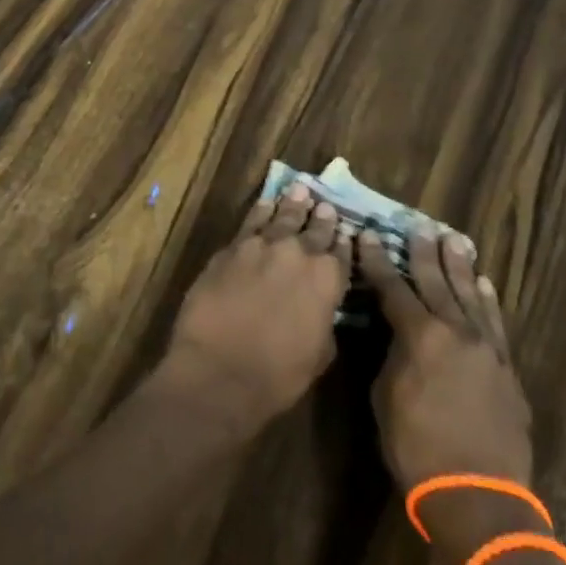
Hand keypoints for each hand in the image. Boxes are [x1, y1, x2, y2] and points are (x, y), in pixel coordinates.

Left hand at [158, 184, 350, 437]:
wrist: (219, 369)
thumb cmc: (277, 375)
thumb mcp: (319, 355)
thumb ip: (324, 322)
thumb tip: (321, 309)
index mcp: (327, 281)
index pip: (342, 255)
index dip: (344, 244)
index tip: (347, 231)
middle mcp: (298, 254)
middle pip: (314, 230)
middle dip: (321, 218)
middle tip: (325, 204)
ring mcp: (262, 246)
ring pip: (282, 217)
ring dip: (293, 204)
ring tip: (300, 189)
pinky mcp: (231, 248)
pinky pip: (251, 222)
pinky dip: (261, 210)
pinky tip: (266, 202)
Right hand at [360, 226, 534, 547]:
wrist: (478, 496)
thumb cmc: (417, 448)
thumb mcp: (386, 396)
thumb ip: (392, 355)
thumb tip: (397, 334)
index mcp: (419, 336)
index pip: (393, 288)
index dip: (378, 261)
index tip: (369, 236)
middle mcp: (455, 332)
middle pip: (436, 282)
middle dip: (423, 253)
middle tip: (419, 226)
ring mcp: (486, 349)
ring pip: (470, 296)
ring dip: (459, 267)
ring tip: (454, 240)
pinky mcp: (506, 370)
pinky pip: (496, 325)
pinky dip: (488, 302)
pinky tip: (484, 285)